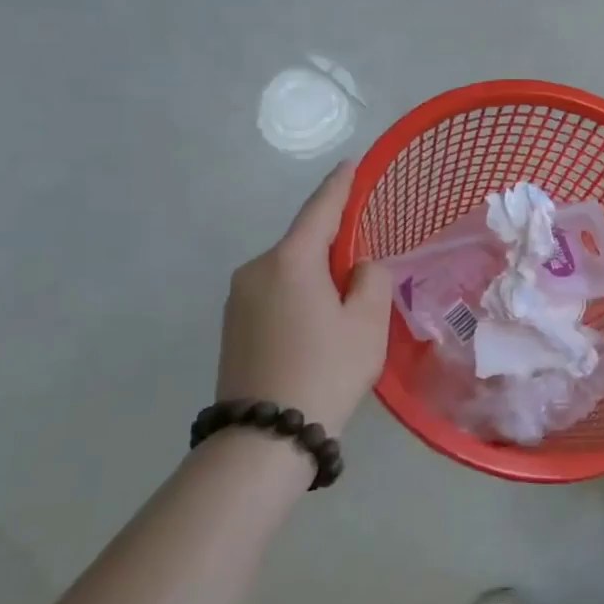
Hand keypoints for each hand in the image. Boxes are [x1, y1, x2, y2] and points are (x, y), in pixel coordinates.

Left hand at [216, 161, 392, 432]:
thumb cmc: (325, 371)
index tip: (352, 164)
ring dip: (316, 277)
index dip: (340, 185)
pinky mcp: (231, 325)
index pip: (320, 209)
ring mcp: (237, 298)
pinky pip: (274, 293)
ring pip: (289, 272)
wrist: (264, 439)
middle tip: (365, 271)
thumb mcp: (368, 323)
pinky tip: (316, 328)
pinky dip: (299, 297)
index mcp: (290, 260)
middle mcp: (256, 269)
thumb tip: (359, 268)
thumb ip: (372, 279)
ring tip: (343, 312)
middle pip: (304, 244)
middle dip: (334, 248)